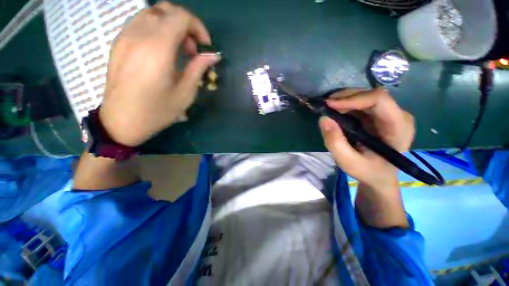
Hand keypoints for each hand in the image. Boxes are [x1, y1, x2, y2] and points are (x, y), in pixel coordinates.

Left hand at [99, 2, 220, 146]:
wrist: (121, 121)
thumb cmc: (157, 111)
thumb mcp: (185, 93)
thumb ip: (199, 69)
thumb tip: (213, 56)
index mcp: (158, 49)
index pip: (181, 17)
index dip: (198, 27)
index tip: (205, 47)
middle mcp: (139, 35)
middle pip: (166, 9)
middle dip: (185, 24)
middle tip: (192, 49)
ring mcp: (125, 37)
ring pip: (152, 13)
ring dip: (171, 25)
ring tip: (178, 49)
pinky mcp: (118, 43)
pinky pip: (140, 23)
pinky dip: (157, 28)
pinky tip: (161, 50)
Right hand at [319, 88, 414, 189]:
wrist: (378, 176)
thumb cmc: (367, 171)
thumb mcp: (348, 162)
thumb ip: (335, 142)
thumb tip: (323, 119)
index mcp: (398, 127)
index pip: (379, 100)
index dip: (353, 98)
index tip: (329, 105)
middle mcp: (398, 115)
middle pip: (371, 95)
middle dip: (345, 98)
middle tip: (325, 105)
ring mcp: (389, 114)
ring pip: (365, 96)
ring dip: (344, 100)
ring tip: (327, 108)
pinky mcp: (379, 115)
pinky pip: (361, 103)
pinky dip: (345, 105)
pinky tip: (335, 111)